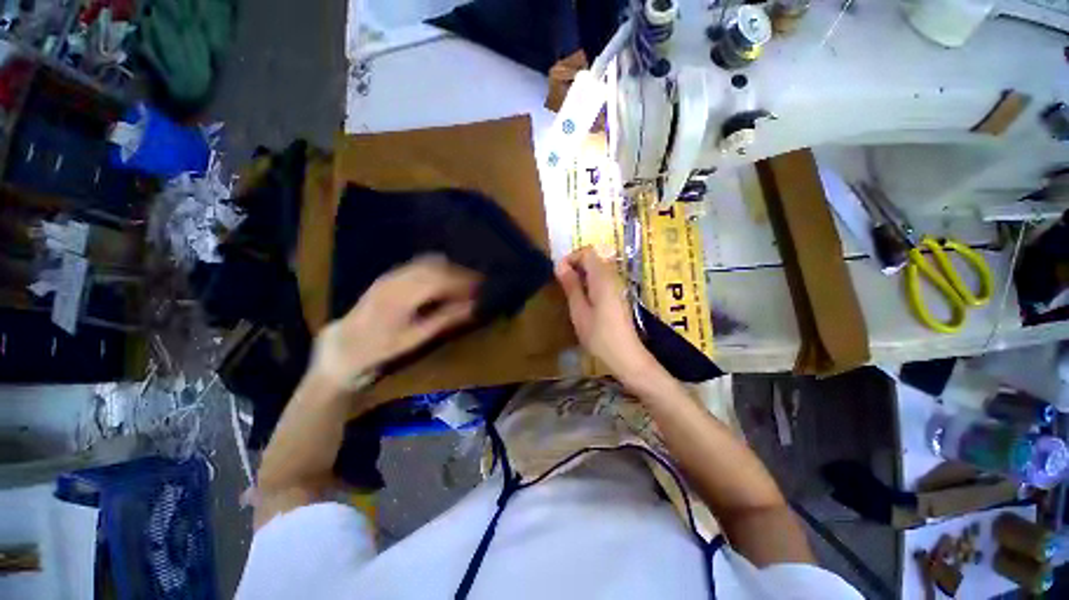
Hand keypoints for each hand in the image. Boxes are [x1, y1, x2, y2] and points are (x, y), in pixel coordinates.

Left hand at [312, 255, 480, 388]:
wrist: (344, 347)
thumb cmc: (381, 348)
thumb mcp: (415, 339)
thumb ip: (444, 320)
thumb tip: (473, 307)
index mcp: (403, 296)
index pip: (441, 280)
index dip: (464, 282)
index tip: (481, 288)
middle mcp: (396, 279)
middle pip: (436, 267)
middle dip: (460, 273)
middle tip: (478, 283)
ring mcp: (391, 274)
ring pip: (427, 262)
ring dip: (450, 268)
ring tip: (465, 280)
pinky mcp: (388, 275)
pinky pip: (418, 263)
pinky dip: (437, 266)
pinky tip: (445, 275)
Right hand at [555, 247, 661, 386]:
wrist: (626, 355)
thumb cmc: (599, 334)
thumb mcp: (579, 310)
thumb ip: (571, 285)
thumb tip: (560, 265)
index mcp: (602, 277)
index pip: (588, 252)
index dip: (571, 257)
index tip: (559, 273)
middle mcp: (613, 276)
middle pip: (594, 258)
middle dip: (576, 265)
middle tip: (562, 283)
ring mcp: (618, 286)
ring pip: (598, 269)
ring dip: (582, 275)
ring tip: (570, 292)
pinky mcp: (619, 296)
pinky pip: (602, 279)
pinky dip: (590, 283)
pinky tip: (583, 300)